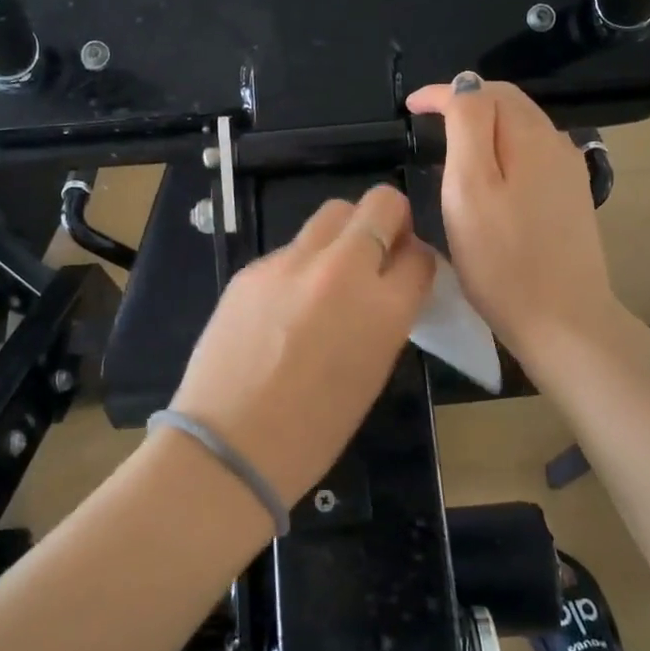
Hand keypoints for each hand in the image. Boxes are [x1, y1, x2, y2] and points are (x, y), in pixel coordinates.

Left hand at [168, 185, 435, 505]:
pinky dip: (301, 265)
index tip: (407, 272)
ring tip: (332, 274)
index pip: (420, 255)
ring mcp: (290, 263)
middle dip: (388, 220)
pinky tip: (285, 304)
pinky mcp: (252, 267)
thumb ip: (386, 317)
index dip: (417, 261)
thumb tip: (387, 286)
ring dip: (344, 233)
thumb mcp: (372, 373)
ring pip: (332, 214)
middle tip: (377, 253)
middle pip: (379, 204)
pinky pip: (291, 249)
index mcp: (382, 308)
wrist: (229, 445)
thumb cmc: (314, 430)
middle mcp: (341, 270)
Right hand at [407, 73, 618, 368]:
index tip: (410, 108)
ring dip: (485, 123)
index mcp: (529, 136)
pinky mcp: (570, 197)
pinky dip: (502, 147)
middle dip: (465, 101)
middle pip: (507, 102)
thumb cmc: (502, 259)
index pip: (482, 91)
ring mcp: (567, 171)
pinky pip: (531, 152)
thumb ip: (468, 127)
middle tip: (427, 120)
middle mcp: (555, 143)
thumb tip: (465, 84)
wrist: (563, 320)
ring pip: (521, 126)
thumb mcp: (470, 188)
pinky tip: (487, 172)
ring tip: (450, 142)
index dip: (442, 93)